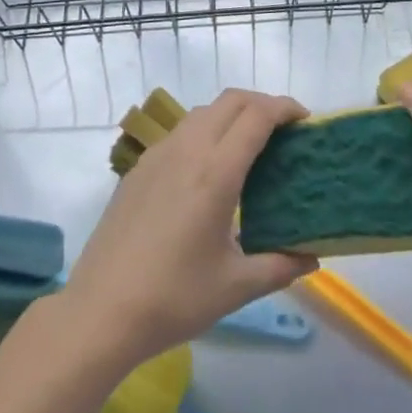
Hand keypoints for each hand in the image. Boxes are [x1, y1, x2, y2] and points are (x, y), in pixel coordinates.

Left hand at [62, 89, 316, 364]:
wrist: (101, 311)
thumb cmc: (173, 298)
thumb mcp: (234, 288)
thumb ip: (278, 267)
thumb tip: (311, 258)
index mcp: (216, 171)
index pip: (257, 115)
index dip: (285, 108)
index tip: (305, 120)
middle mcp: (188, 149)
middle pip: (231, 100)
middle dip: (262, 103)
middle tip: (283, 129)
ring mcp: (159, 154)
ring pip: (204, 111)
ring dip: (232, 114)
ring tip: (249, 145)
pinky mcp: (140, 167)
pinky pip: (182, 131)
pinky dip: (206, 130)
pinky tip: (208, 168)